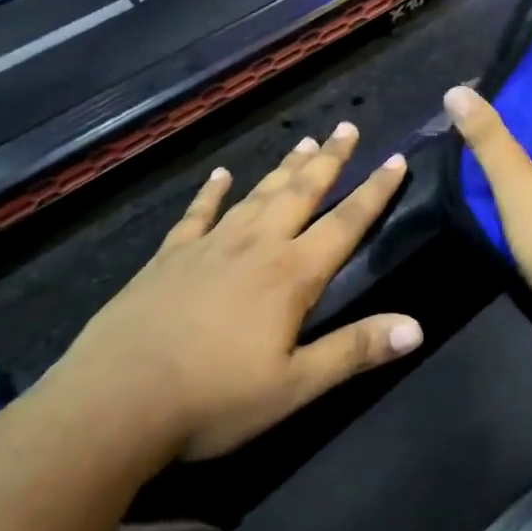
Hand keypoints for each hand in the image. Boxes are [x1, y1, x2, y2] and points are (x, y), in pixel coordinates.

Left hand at [54, 123, 421, 462]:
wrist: (114, 403)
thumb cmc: (213, 399)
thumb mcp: (294, 385)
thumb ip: (355, 350)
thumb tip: (417, 327)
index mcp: (291, 274)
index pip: (346, 222)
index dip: (375, 191)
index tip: (396, 158)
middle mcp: (256, 246)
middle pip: (301, 192)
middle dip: (330, 160)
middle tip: (347, 127)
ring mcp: (209, 246)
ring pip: (257, 195)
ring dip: (284, 168)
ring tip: (305, 141)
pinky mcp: (169, 257)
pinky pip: (197, 213)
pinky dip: (212, 192)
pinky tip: (221, 175)